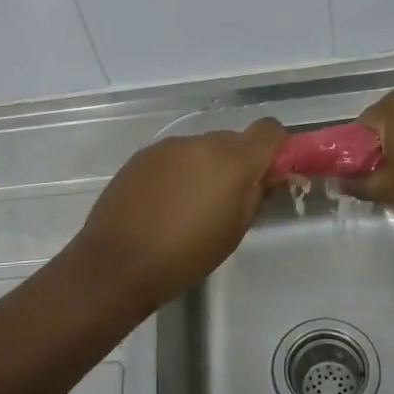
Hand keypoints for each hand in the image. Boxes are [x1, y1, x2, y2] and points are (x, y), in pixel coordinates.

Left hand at [64, 119, 286, 311]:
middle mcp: (201, 142)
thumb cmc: (186, 256)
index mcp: (232, 160)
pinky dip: (179, 171)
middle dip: (238, 162)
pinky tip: (165, 203)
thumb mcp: (234, 231)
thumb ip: (256, 195)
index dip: (275, 147)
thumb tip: (268, 176)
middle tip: (229, 199)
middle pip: (233, 140)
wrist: (117, 263)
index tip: (270, 173)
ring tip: (191, 206)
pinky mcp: (142, 155)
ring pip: (201, 148)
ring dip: (206, 167)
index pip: (269, 130)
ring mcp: (168, 146)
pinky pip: (174, 156)